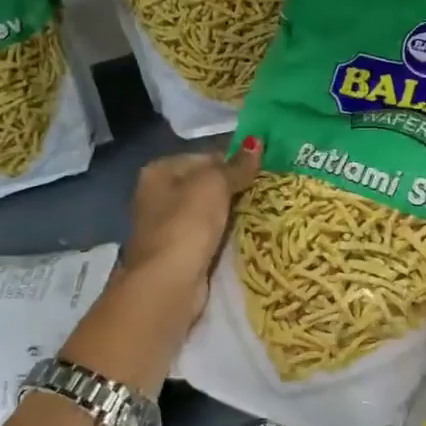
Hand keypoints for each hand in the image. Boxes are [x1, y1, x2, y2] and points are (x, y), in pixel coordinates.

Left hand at [117, 137, 262, 320]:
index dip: (234, 160)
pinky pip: (208, 236)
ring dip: (231, 214)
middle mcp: (157, 195)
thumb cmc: (187, 224)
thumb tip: (257, 143)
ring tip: (264, 212)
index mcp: (159, 170)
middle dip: (234, 188)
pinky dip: (224, 236)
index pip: (204, 156)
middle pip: (205, 184)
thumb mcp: (214, 185)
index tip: (263, 169)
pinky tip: (244, 236)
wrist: (168, 282)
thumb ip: (236, 165)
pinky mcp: (178, 253)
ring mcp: (166, 226)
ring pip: (208, 212)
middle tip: (268, 191)